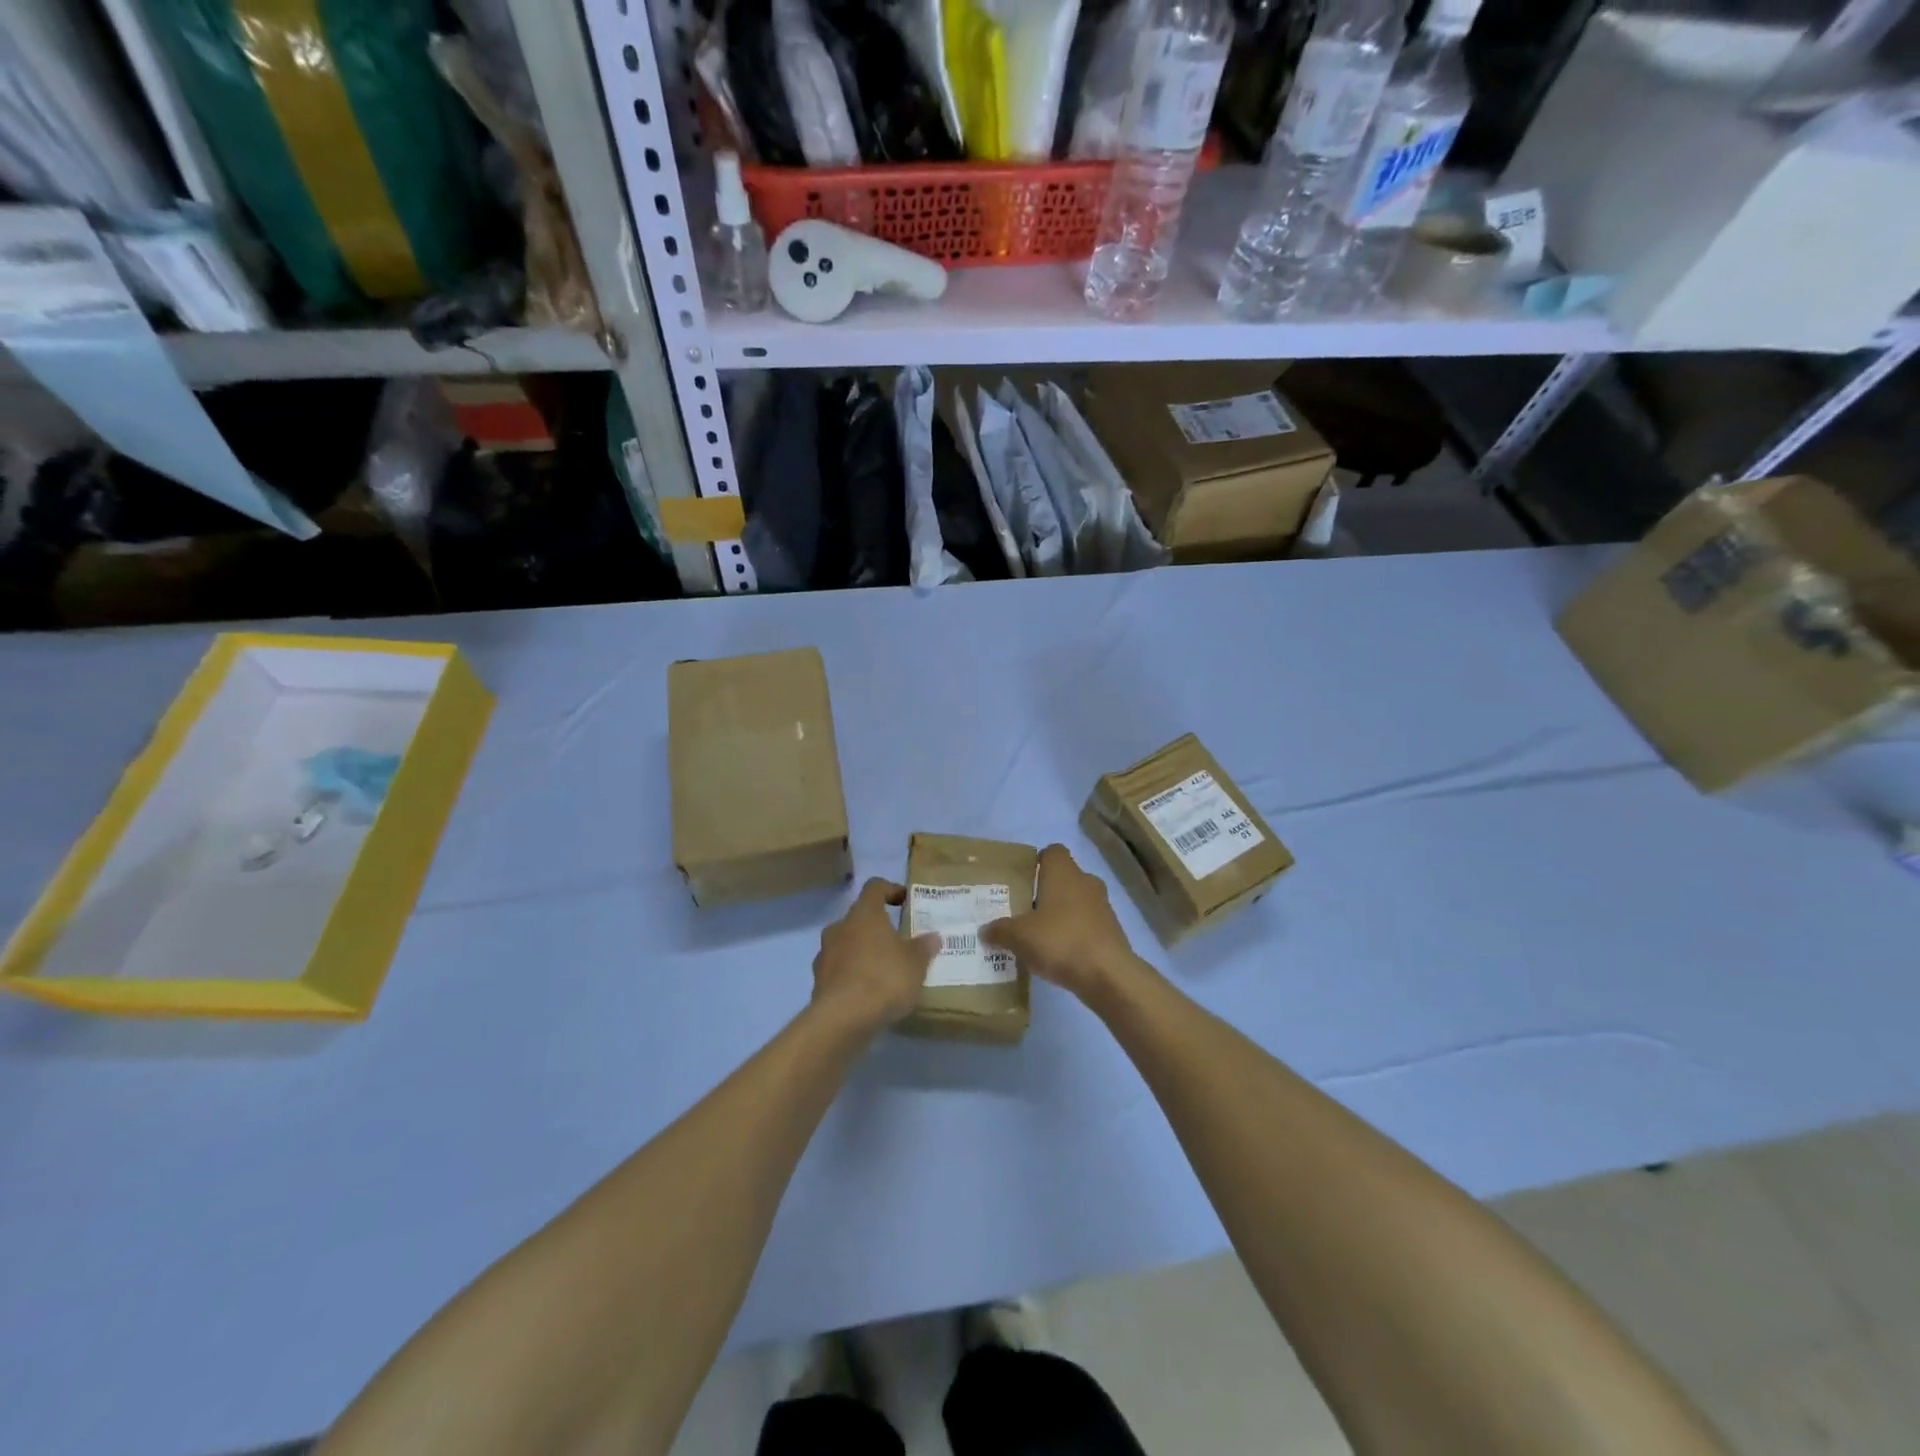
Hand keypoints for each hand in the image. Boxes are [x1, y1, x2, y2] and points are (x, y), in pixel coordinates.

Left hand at [811, 879, 940, 1036]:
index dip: (890, 889)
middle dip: (877, 927)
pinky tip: (869, 993)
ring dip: (863, 952)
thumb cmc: (884, 978)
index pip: (874, 887)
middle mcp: (840, 927)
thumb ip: (924, 947)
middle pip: (859, 917)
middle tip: (898, 941)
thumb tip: (933, 937)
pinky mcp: (818, 982)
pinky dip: (853, 975)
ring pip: (847, 944)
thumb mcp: (916, 963)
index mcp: (864, 913)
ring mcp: (825, 954)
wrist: (842, 1019)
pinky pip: (840, 970)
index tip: (905, 900)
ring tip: (885, 970)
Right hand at [982, 845, 1149, 1005]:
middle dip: (1045, 891)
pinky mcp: (1112, 929)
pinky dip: (1075, 932)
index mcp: (1063, 872)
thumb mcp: (1019, 937)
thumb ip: (1000, 930)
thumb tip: (985, 930)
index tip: (1022, 880)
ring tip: (1039, 935)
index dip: (1037, 862)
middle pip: (1063, 877)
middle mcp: (1085, 881)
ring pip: (1076, 900)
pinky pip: (1087, 923)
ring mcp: (1103, 905)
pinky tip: (1059, 953)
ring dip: (1061, 913)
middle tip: (1024, 910)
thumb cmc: (1060, 941)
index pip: (1052, 851)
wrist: (1108, 974)